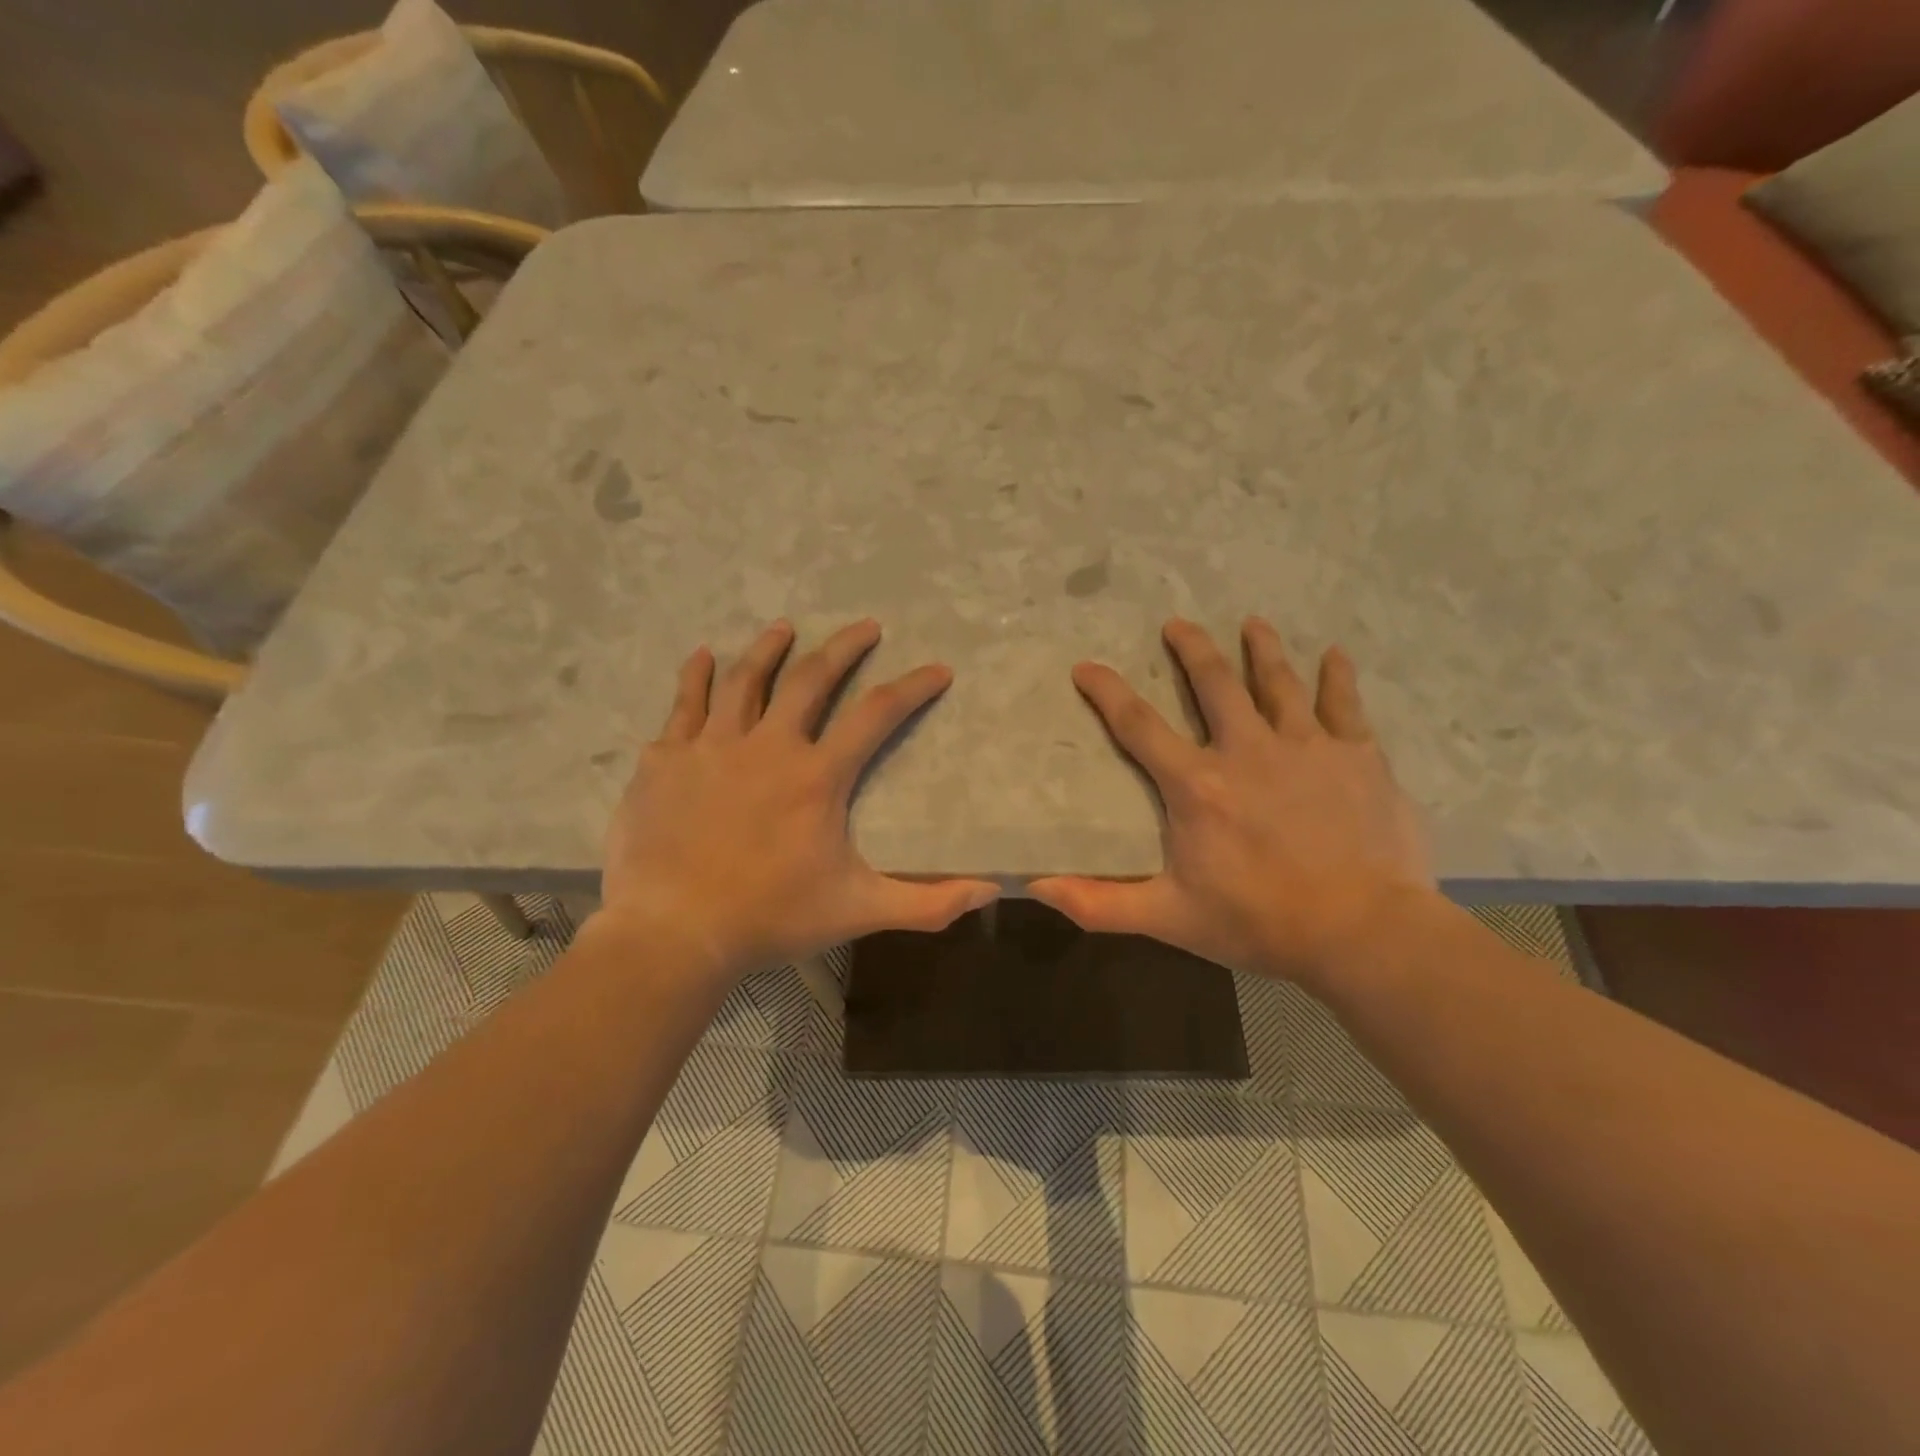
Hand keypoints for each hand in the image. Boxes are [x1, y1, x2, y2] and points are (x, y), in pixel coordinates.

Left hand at [598, 619, 998, 982]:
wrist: (673, 932)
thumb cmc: (770, 917)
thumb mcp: (858, 910)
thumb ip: (927, 902)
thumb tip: (990, 891)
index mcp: (816, 775)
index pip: (877, 714)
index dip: (913, 687)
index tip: (938, 669)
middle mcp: (766, 746)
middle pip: (811, 679)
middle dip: (844, 648)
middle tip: (865, 626)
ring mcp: (711, 747)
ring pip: (744, 680)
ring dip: (768, 649)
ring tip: (784, 627)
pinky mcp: (665, 760)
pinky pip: (683, 705)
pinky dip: (694, 678)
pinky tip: (701, 656)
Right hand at [1030, 618, 1435, 990]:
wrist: (1364, 933)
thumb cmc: (1260, 922)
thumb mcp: (1169, 917)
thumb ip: (1100, 903)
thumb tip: (1037, 886)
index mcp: (1198, 784)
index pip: (1139, 725)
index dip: (1108, 692)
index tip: (1086, 666)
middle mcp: (1248, 750)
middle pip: (1214, 684)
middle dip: (1192, 650)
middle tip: (1177, 624)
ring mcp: (1307, 747)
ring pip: (1278, 683)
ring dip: (1262, 649)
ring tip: (1252, 623)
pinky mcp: (1358, 756)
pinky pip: (1345, 704)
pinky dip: (1338, 677)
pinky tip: (1336, 654)